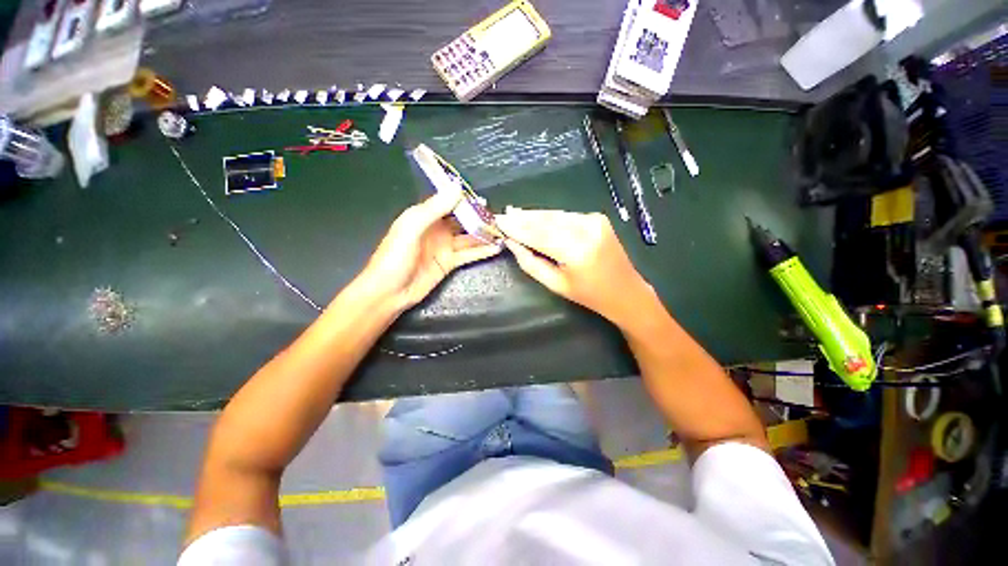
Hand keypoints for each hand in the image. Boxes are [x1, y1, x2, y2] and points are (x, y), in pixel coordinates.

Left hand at [360, 189, 502, 311]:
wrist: (389, 291)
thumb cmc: (395, 256)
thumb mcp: (411, 228)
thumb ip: (434, 208)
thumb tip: (457, 188)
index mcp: (424, 216)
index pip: (449, 203)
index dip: (466, 201)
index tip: (484, 201)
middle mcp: (437, 229)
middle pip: (462, 220)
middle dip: (479, 218)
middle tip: (499, 218)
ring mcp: (445, 247)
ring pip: (469, 238)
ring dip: (484, 235)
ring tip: (503, 232)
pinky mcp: (450, 263)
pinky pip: (469, 254)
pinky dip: (482, 251)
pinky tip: (496, 248)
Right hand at [495, 209, 653, 324]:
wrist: (626, 291)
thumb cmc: (589, 295)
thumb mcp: (556, 285)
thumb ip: (531, 263)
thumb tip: (512, 243)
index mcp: (577, 251)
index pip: (538, 234)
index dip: (516, 228)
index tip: (498, 222)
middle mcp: (586, 229)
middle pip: (546, 220)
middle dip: (522, 218)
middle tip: (502, 215)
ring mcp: (594, 220)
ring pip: (554, 215)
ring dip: (533, 215)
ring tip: (513, 214)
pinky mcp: (597, 218)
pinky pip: (565, 216)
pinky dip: (548, 217)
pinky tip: (534, 218)